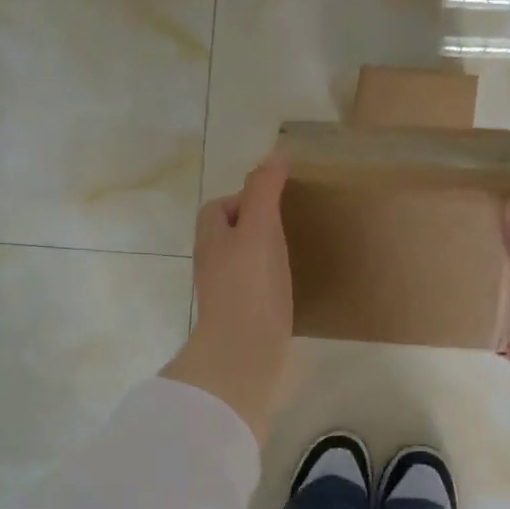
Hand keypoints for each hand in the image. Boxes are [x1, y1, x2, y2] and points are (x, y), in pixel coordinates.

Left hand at [161, 154, 293, 442]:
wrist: (244, 355)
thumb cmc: (250, 286)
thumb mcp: (259, 228)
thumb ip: (264, 190)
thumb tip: (275, 154)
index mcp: (212, 238)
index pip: (219, 207)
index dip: (243, 198)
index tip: (277, 200)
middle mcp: (214, 264)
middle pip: (231, 235)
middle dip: (256, 226)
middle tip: (292, 225)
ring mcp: (227, 294)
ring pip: (245, 262)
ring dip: (266, 255)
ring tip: (297, 252)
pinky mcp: (244, 318)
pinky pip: (257, 289)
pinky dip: (273, 283)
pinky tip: (295, 287)